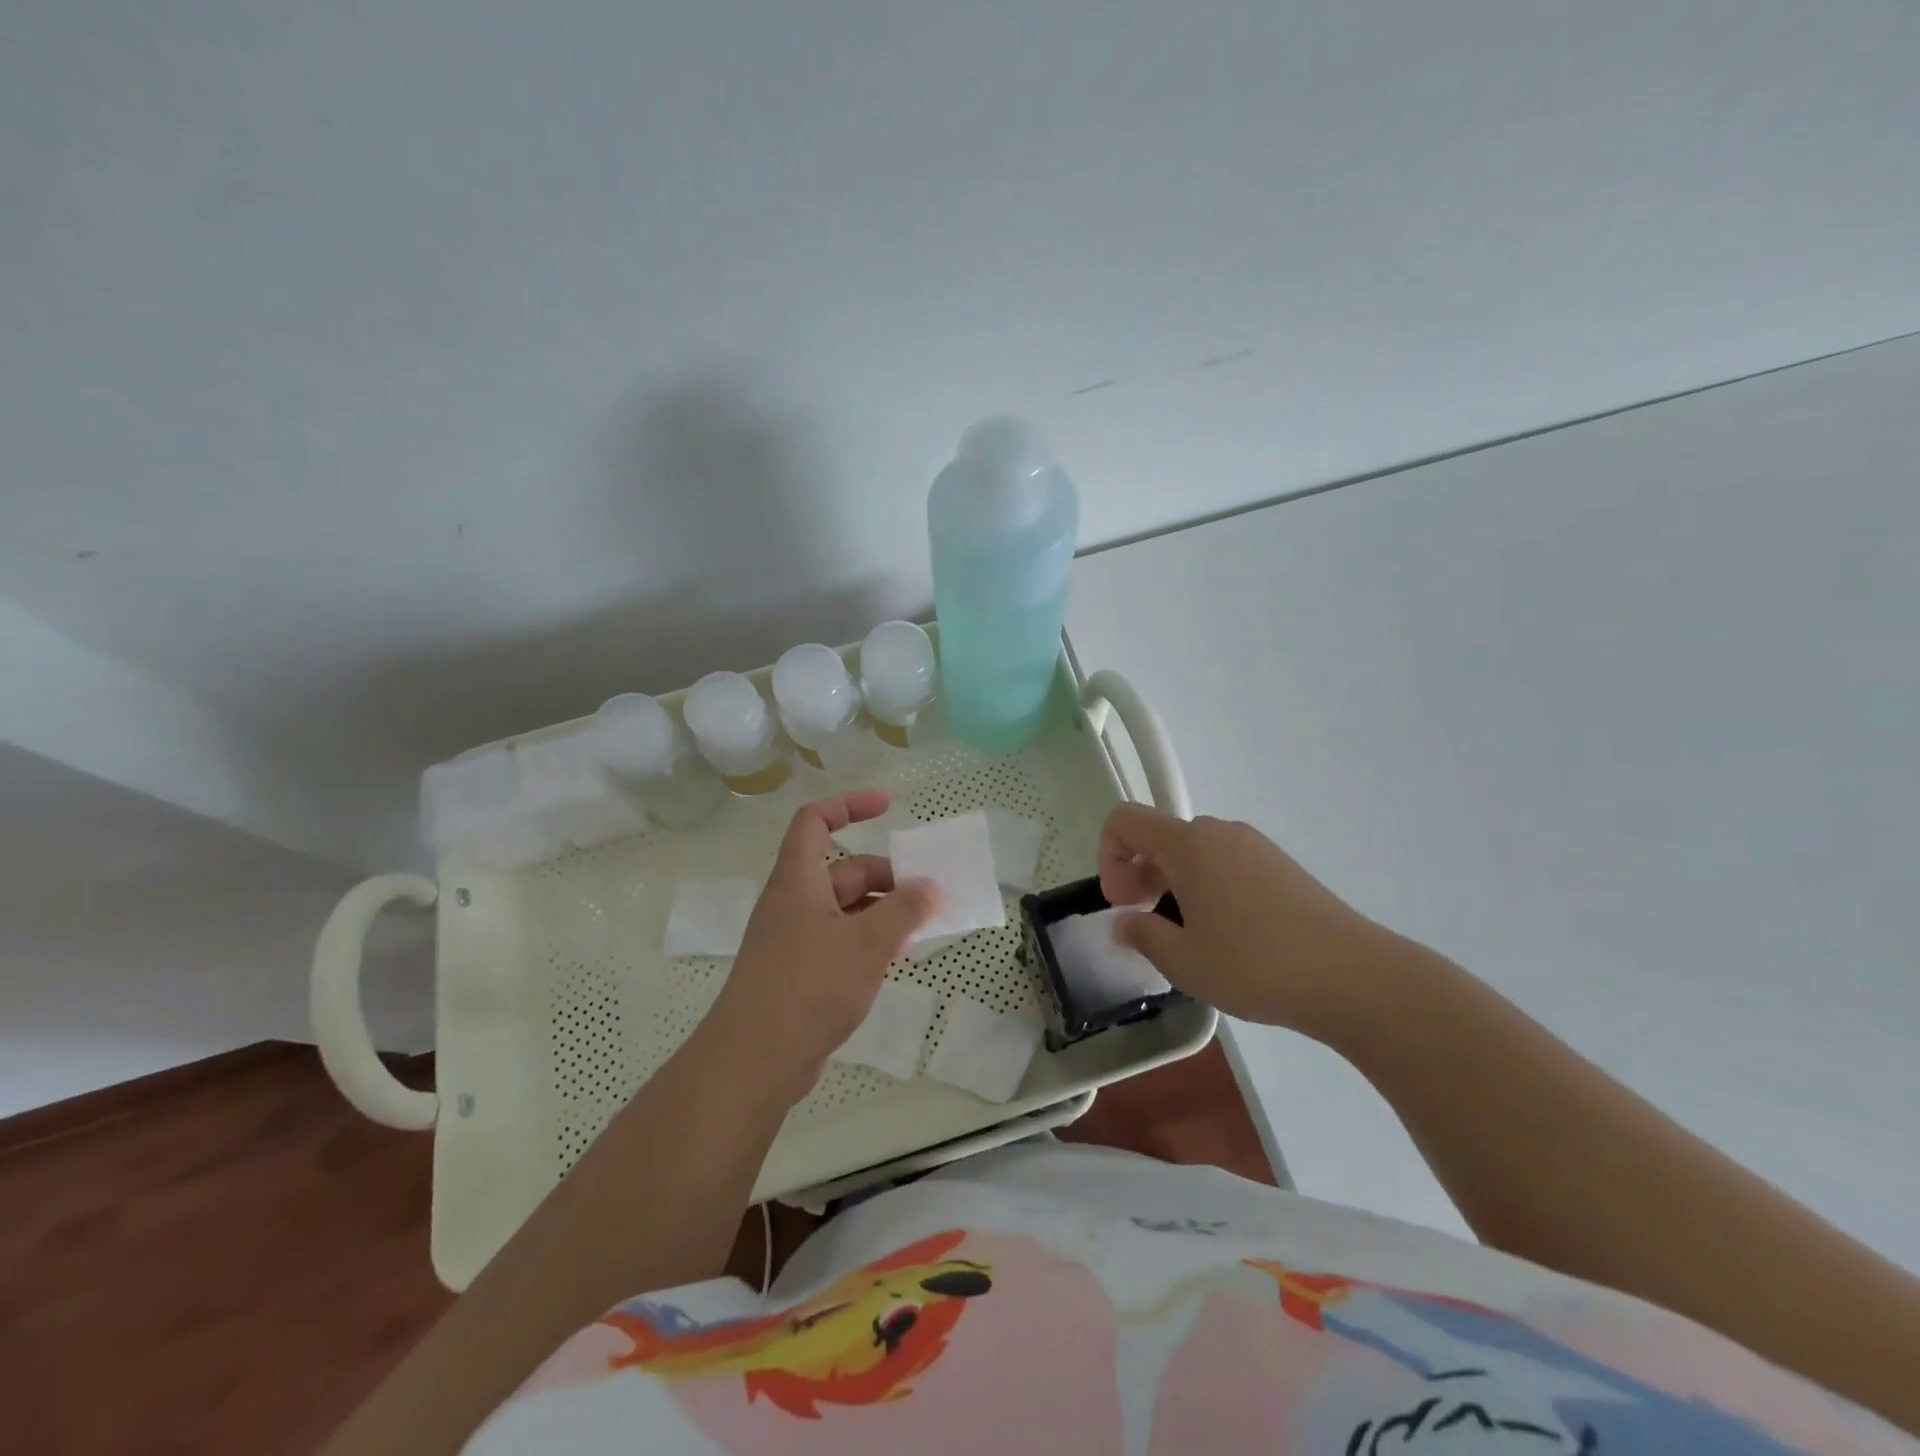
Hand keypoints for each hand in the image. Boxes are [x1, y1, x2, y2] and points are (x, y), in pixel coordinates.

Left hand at [707, 790, 938, 1099]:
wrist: (754, 1061)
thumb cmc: (808, 986)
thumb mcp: (865, 942)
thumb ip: (903, 910)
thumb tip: (930, 886)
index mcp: (799, 880)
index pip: (815, 821)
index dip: (849, 805)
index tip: (887, 807)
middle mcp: (794, 902)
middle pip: (843, 870)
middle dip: (887, 877)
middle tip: (927, 896)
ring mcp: (795, 939)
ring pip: (846, 909)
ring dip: (882, 911)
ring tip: (921, 928)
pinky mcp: (800, 972)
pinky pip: (841, 940)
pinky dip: (869, 940)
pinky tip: (896, 958)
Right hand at [1097, 803, 1393, 1039]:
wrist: (1352, 976)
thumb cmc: (1254, 964)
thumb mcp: (1183, 960)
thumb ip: (1142, 935)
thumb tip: (1125, 923)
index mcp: (1188, 844)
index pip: (1125, 820)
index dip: (1109, 856)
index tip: (1123, 903)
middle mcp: (1220, 833)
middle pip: (1160, 837)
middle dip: (1141, 875)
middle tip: (1147, 924)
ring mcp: (1255, 847)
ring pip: (1195, 853)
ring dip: (1174, 884)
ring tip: (1188, 936)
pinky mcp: (1281, 866)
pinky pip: (1226, 864)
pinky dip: (1208, 888)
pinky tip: (1226, 936)